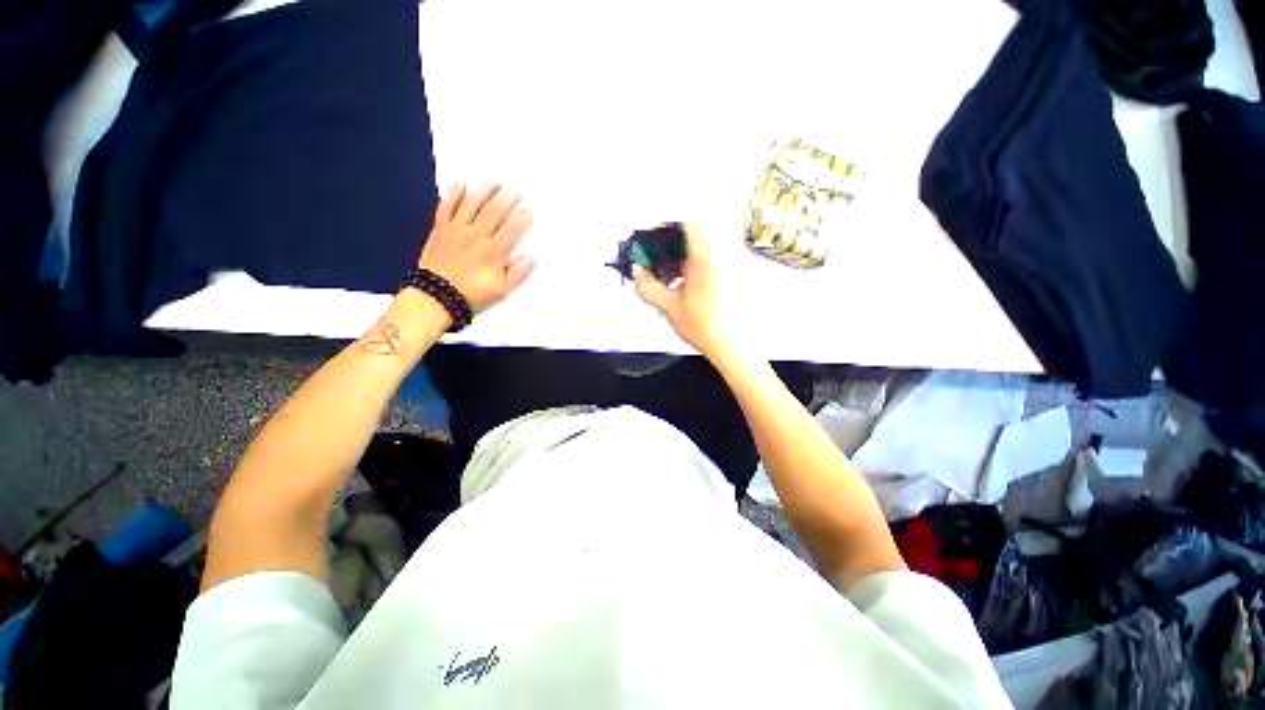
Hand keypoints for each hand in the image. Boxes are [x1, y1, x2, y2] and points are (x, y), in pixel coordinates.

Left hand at [418, 184, 534, 313]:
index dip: (523, 218)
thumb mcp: (502, 290)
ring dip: (485, 191)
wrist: (436, 296)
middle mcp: (476, 235)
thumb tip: (531, 256)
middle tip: (517, 190)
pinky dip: (454, 194)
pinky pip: (447, 206)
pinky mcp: (441, 229)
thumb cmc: (473, 294)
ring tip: (495, 183)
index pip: (512, 229)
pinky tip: (462, 185)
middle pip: (494, 210)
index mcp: (493, 252)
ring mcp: (456, 229)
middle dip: (507, 198)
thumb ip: (519, 273)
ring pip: (472, 203)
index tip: (530, 212)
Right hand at [633, 225, 726, 355]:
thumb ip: (648, 286)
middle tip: (659, 264)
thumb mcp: (668, 306)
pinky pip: (716, 260)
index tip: (653, 242)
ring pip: (705, 249)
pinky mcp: (740, 275)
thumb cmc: (706, 327)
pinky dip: (699, 267)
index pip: (685, 224)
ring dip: (685, 258)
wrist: (734, 347)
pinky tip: (689, 286)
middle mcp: (724, 253)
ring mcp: (735, 263)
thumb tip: (637, 273)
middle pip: (695, 236)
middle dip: (672, 248)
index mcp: (706, 255)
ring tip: (672, 278)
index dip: (665, 230)